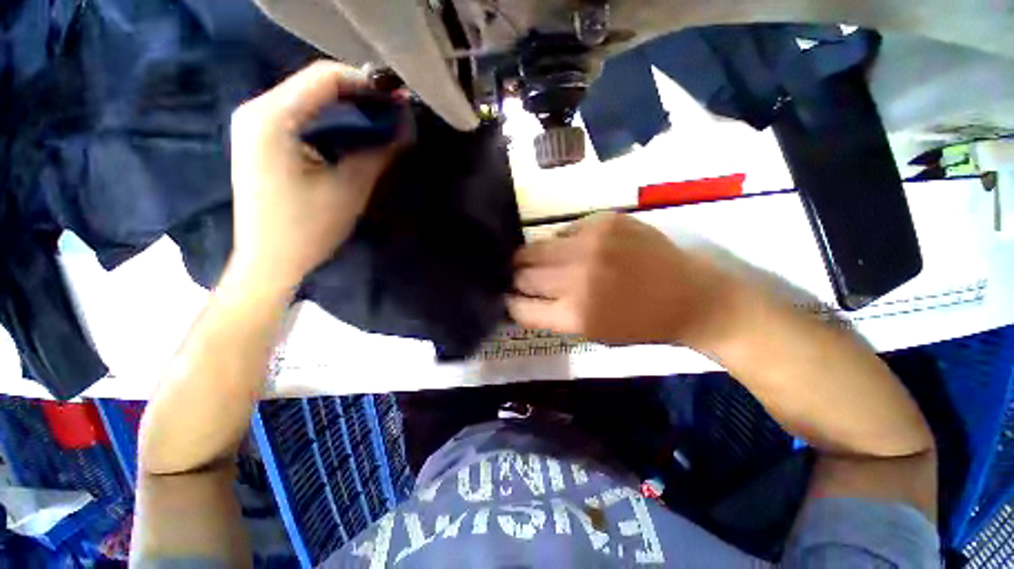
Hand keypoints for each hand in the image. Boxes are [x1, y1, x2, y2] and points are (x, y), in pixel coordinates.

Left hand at [227, 60, 400, 292]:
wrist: (270, 261)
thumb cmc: (308, 229)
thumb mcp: (350, 188)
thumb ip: (378, 152)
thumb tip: (405, 128)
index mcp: (272, 118)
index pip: (324, 78)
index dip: (367, 83)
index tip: (400, 97)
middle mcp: (256, 110)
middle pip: (314, 84)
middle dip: (359, 93)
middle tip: (395, 109)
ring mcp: (255, 124)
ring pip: (308, 98)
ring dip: (346, 106)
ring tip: (381, 117)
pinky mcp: (260, 139)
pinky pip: (300, 114)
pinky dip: (331, 118)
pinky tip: (353, 129)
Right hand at [508, 212, 747, 347]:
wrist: (690, 296)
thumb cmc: (639, 324)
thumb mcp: (591, 333)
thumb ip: (551, 316)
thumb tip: (520, 297)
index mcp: (574, 314)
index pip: (519, 307)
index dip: (511, 303)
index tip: (509, 298)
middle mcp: (577, 276)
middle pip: (521, 274)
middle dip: (517, 279)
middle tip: (522, 279)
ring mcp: (590, 243)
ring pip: (534, 248)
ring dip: (532, 258)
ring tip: (542, 263)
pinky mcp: (603, 221)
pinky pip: (563, 231)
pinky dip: (562, 243)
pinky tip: (574, 249)